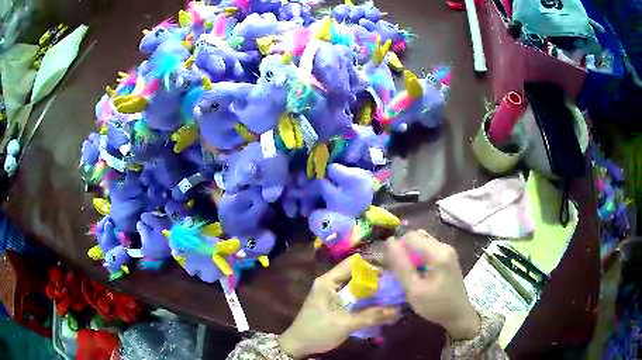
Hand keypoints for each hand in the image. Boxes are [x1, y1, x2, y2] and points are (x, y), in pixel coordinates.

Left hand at [278, 256, 400, 358]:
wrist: (298, 345)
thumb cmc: (318, 331)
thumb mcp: (345, 324)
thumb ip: (371, 316)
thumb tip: (397, 310)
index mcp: (328, 281)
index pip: (353, 263)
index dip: (372, 267)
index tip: (391, 276)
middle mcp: (330, 283)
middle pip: (356, 274)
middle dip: (375, 280)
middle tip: (395, 287)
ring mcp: (332, 293)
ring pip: (356, 286)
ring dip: (372, 291)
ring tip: (391, 296)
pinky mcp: (335, 303)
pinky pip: (353, 296)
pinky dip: (366, 299)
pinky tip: (379, 306)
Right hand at [386, 230, 480, 339]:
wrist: (459, 315)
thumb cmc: (435, 306)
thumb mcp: (414, 290)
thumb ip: (401, 266)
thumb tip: (388, 242)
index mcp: (438, 252)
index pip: (409, 237)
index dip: (396, 249)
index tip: (390, 267)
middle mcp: (444, 246)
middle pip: (416, 237)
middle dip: (402, 251)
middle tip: (396, 271)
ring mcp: (447, 251)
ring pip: (421, 243)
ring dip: (410, 255)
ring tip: (405, 273)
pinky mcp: (447, 257)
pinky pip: (427, 250)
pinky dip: (418, 258)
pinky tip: (416, 274)